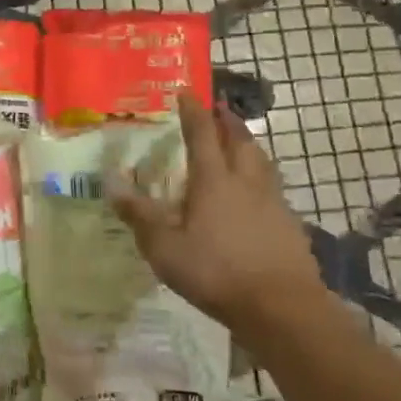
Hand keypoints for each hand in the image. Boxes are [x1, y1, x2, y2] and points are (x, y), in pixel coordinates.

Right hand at [109, 93, 329, 330]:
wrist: (282, 307)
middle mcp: (246, 182)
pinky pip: (272, 188)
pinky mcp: (289, 225)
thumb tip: (111, 183)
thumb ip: (139, 215)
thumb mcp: (164, 247)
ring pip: (261, 161)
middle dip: (228, 121)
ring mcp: (273, 202)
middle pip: (240, 140)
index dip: (193, 111)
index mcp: (214, 180)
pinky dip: (261, 177)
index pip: (202, 134)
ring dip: (248, 144)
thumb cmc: (216, 272)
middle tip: (219, 108)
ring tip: (239, 141)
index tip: (186, 92)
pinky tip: (256, 193)